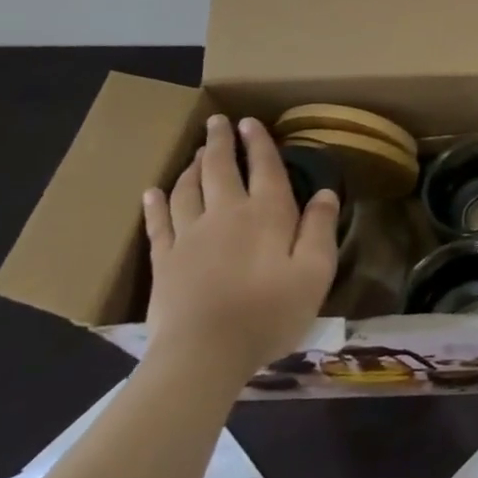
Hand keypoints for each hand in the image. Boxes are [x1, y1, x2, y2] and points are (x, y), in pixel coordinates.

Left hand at [141, 115, 338, 380]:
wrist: (204, 354)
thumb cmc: (270, 311)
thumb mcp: (316, 270)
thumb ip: (321, 227)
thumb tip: (325, 192)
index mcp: (267, 212)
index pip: (264, 167)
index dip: (259, 142)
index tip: (251, 122)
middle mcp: (226, 213)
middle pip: (219, 168)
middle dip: (220, 142)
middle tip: (217, 122)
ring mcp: (190, 236)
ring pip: (187, 189)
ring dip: (191, 166)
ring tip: (195, 152)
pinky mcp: (164, 261)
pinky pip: (158, 223)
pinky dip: (156, 203)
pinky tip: (153, 192)